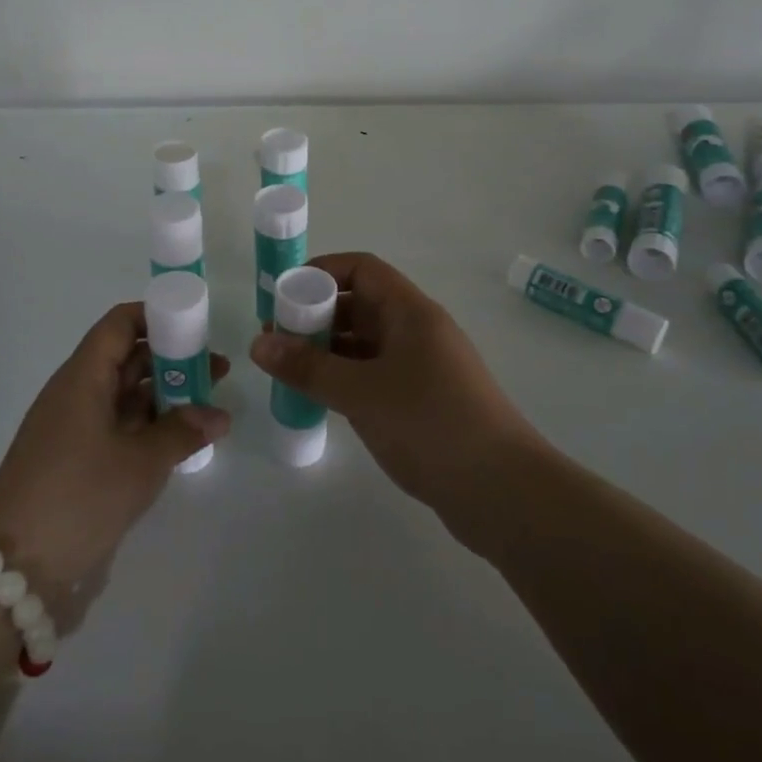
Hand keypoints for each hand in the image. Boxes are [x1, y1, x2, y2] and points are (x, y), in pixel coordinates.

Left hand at [0, 302, 229, 600]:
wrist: (12, 570)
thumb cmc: (77, 498)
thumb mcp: (139, 463)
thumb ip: (182, 432)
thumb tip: (220, 415)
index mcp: (83, 377)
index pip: (119, 324)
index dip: (157, 317)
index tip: (196, 328)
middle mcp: (77, 393)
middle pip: (127, 358)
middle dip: (173, 360)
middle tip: (217, 371)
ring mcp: (75, 428)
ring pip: (125, 395)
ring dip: (165, 396)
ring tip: (210, 405)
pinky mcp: (76, 460)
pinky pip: (118, 426)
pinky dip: (149, 426)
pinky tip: (181, 440)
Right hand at [247, 253, 536, 533]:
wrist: (503, 492)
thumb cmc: (431, 424)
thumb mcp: (361, 392)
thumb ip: (308, 367)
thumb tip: (258, 343)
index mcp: (411, 312)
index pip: (362, 269)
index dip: (321, 272)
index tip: (284, 295)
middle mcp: (418, 331)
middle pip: (361, 305)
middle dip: (317, 316)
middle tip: (277, 340)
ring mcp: (422, 368)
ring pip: (366, 344)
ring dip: (328, 351)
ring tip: (288, 371)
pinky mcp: (423, 402)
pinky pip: (374, 375)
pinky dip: (345, 379)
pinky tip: (319, 399)